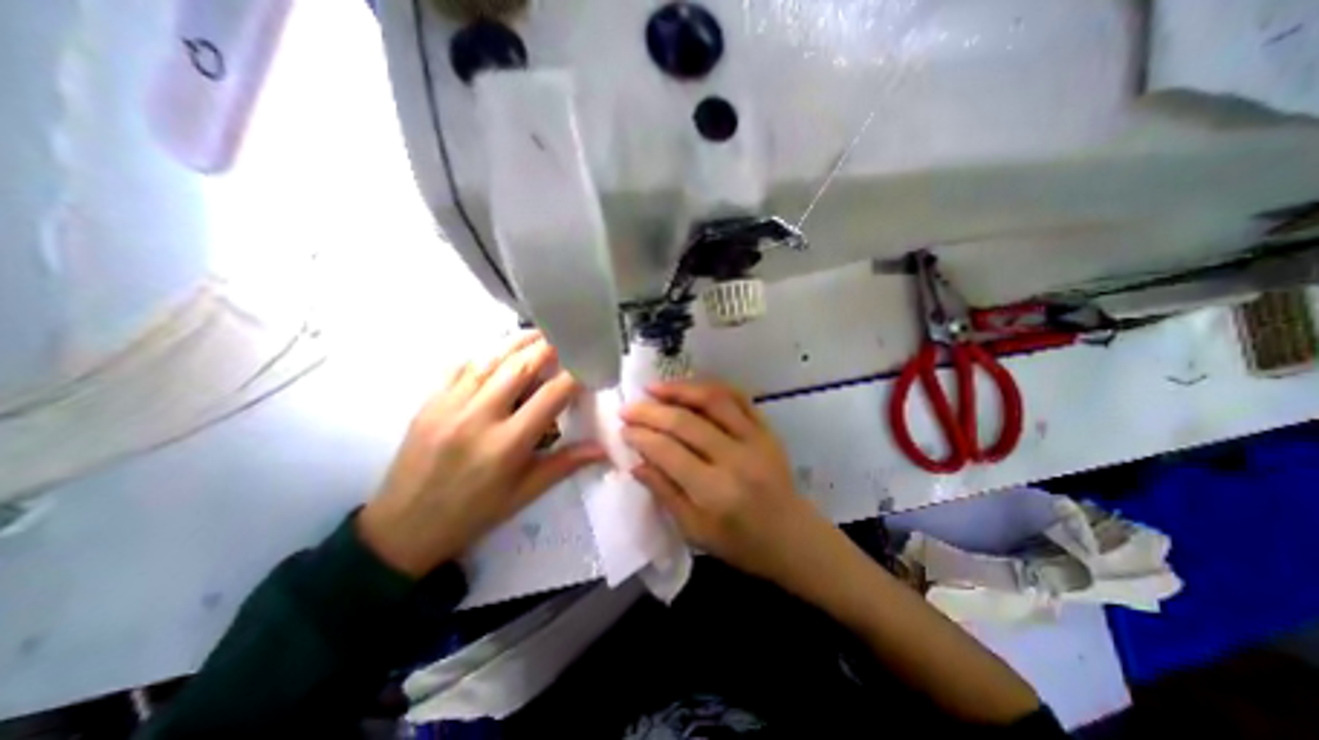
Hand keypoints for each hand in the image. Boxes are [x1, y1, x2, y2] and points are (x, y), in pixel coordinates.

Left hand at [357, 332, 608, 578]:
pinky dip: (485, 354)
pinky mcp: (429, 403)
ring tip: (538, 334)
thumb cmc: (473, 513)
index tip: (588, 366)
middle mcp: (478, 417)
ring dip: (517, 343)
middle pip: (519, 367)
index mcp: (507, 444)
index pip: (551, 396)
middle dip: (547, 348)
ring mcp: (449, 406)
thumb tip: (603, 448)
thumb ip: (565, 465)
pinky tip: (498, 351)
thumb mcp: (524, 494)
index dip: (574, 376)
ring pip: (489, 359)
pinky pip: (460, 367)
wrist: (402, 528)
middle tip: (565, 339)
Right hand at [619, 381, 833, 584]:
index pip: (668, 452)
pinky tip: (691, 387)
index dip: (642, 437)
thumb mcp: (695, 531)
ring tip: (655, 388)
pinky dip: (712, 387)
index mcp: (715, 492)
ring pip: (713, 400)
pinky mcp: (767, 429)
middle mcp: (735, 459)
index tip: (623, 429)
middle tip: (628, 407)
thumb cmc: (741, 543)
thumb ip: (665, 493)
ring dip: (680, 389)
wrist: (793, 537)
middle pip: (685, 422)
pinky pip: (738, 397)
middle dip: (651, 411)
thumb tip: (636, 463)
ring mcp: (755, 439)